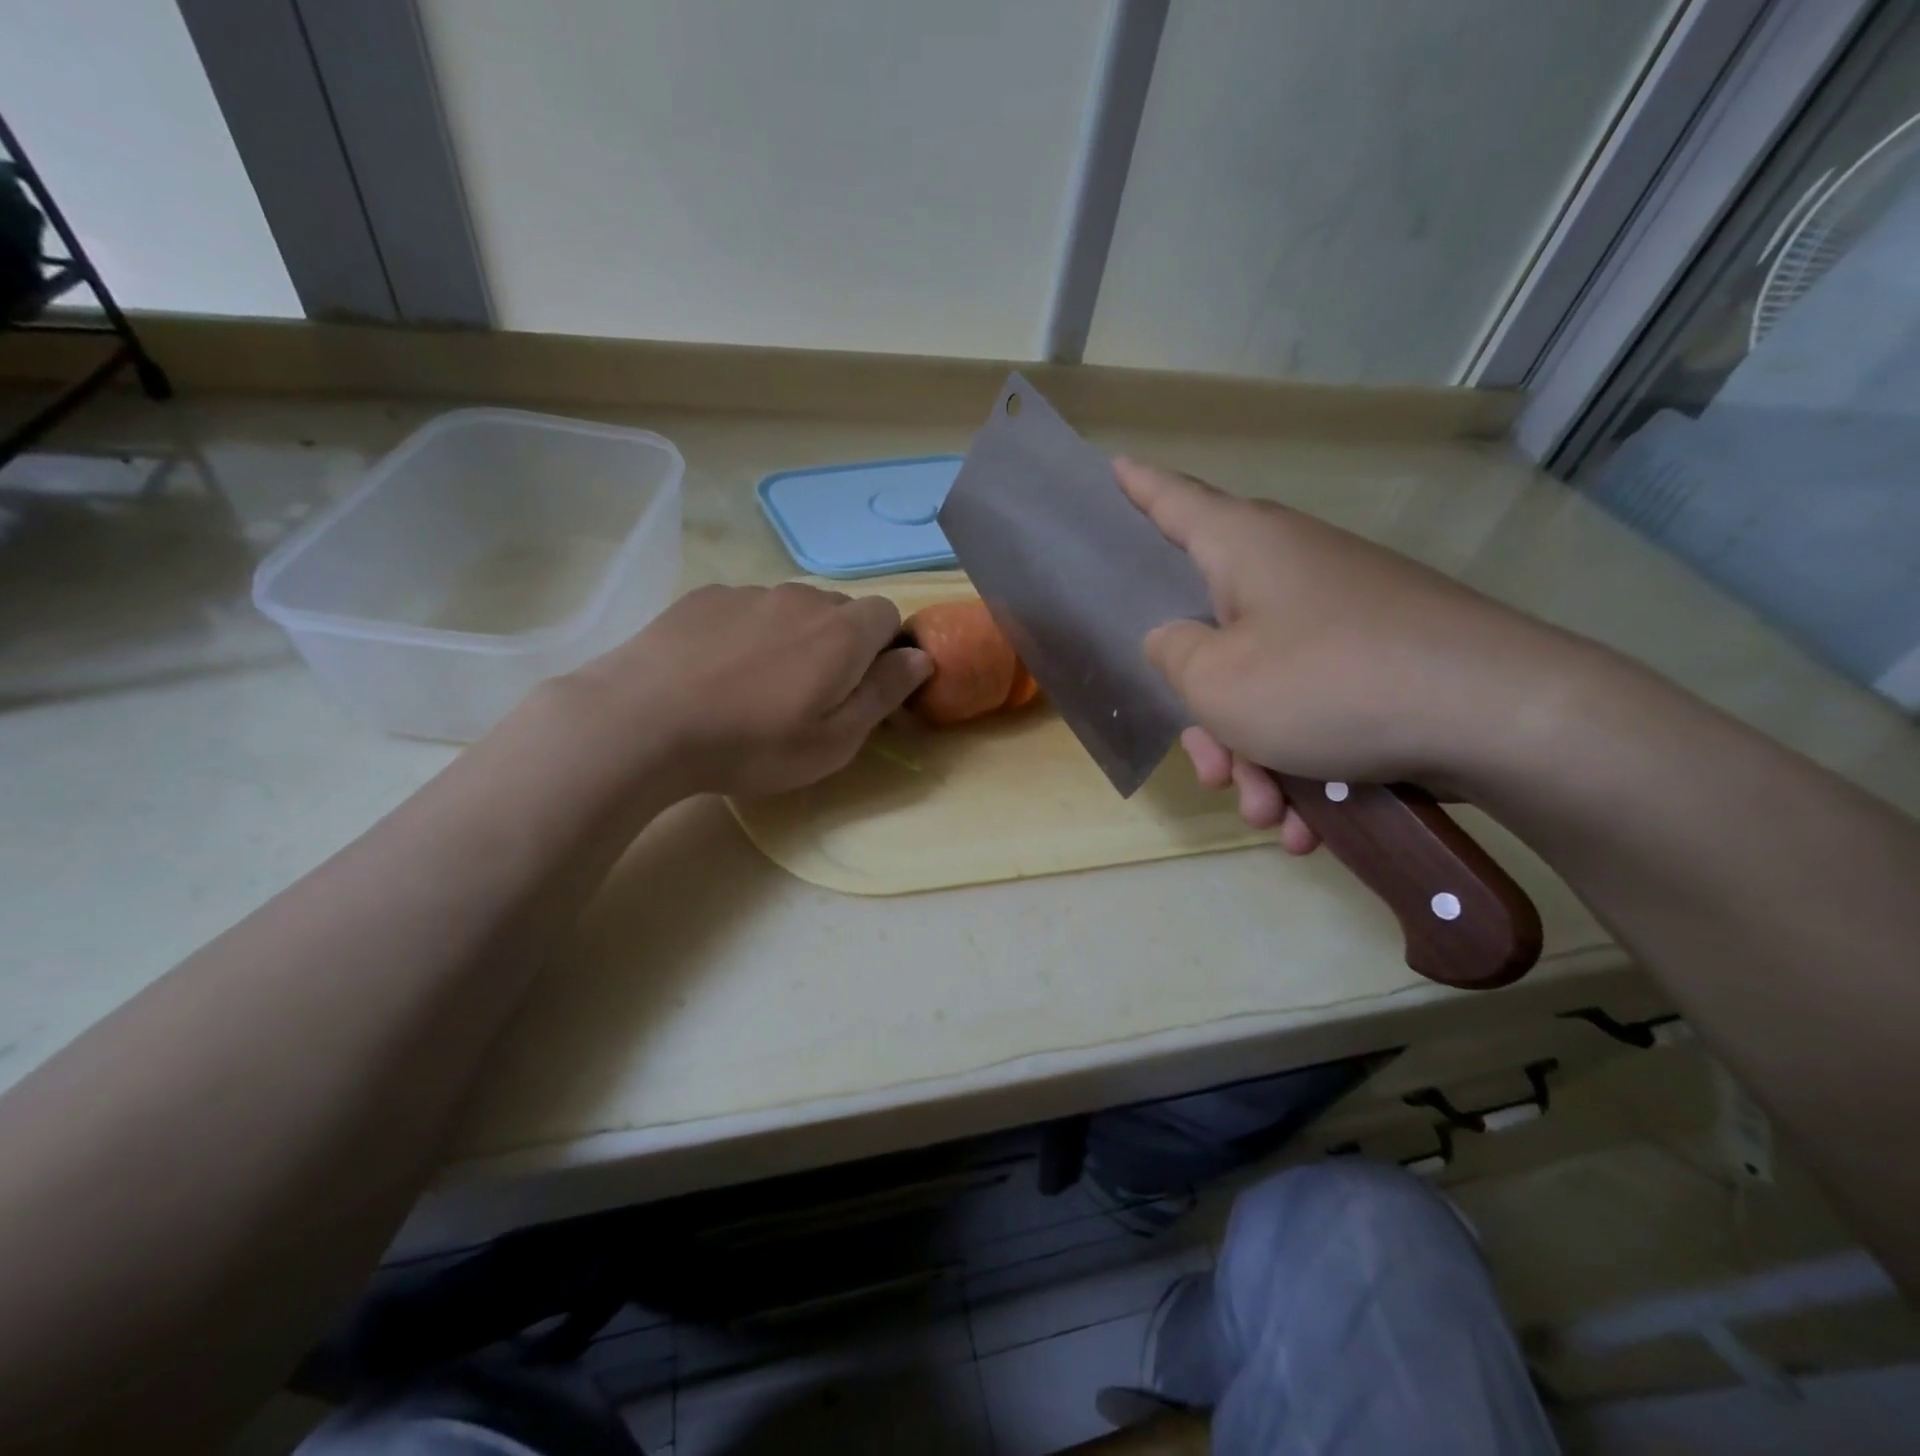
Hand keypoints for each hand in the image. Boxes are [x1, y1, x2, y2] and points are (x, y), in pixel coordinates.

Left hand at [568, 583, 929, 797]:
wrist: (643, 722)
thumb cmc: (753, 743)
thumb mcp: (835, 740)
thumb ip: (884, 693)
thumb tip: (921, 658)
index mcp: (843, 632)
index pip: (888, 614)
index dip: (884, 648)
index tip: (863, 686)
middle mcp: (802, 598)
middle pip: (839, 610)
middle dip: (839, 644)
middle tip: (810, 695)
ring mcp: (748, 592)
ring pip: (790, 609)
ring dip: (791, 638)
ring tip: (756, 685)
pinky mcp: (703, 597)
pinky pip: (745, 609)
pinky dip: (747, 633)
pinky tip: (716, 671)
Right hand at [1116, 459, 1572, 839]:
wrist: (1501, 718)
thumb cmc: (1328, 684)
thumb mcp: (1217, 682)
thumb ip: (1171, 655)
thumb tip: (1173, 639)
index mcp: (1244, 548)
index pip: (1173, 501)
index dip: (1138, 487)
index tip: (1114, 465)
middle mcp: (1291, 569)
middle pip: (1214, 634)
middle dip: (1208, 718)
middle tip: (1213, 771)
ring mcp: (1342, 615)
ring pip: (1264, 687)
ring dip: (1256, 759)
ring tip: (1271, 816)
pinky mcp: (1381, 659)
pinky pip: (1316, 708)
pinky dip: (1304, 765)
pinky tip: (1311, 823)